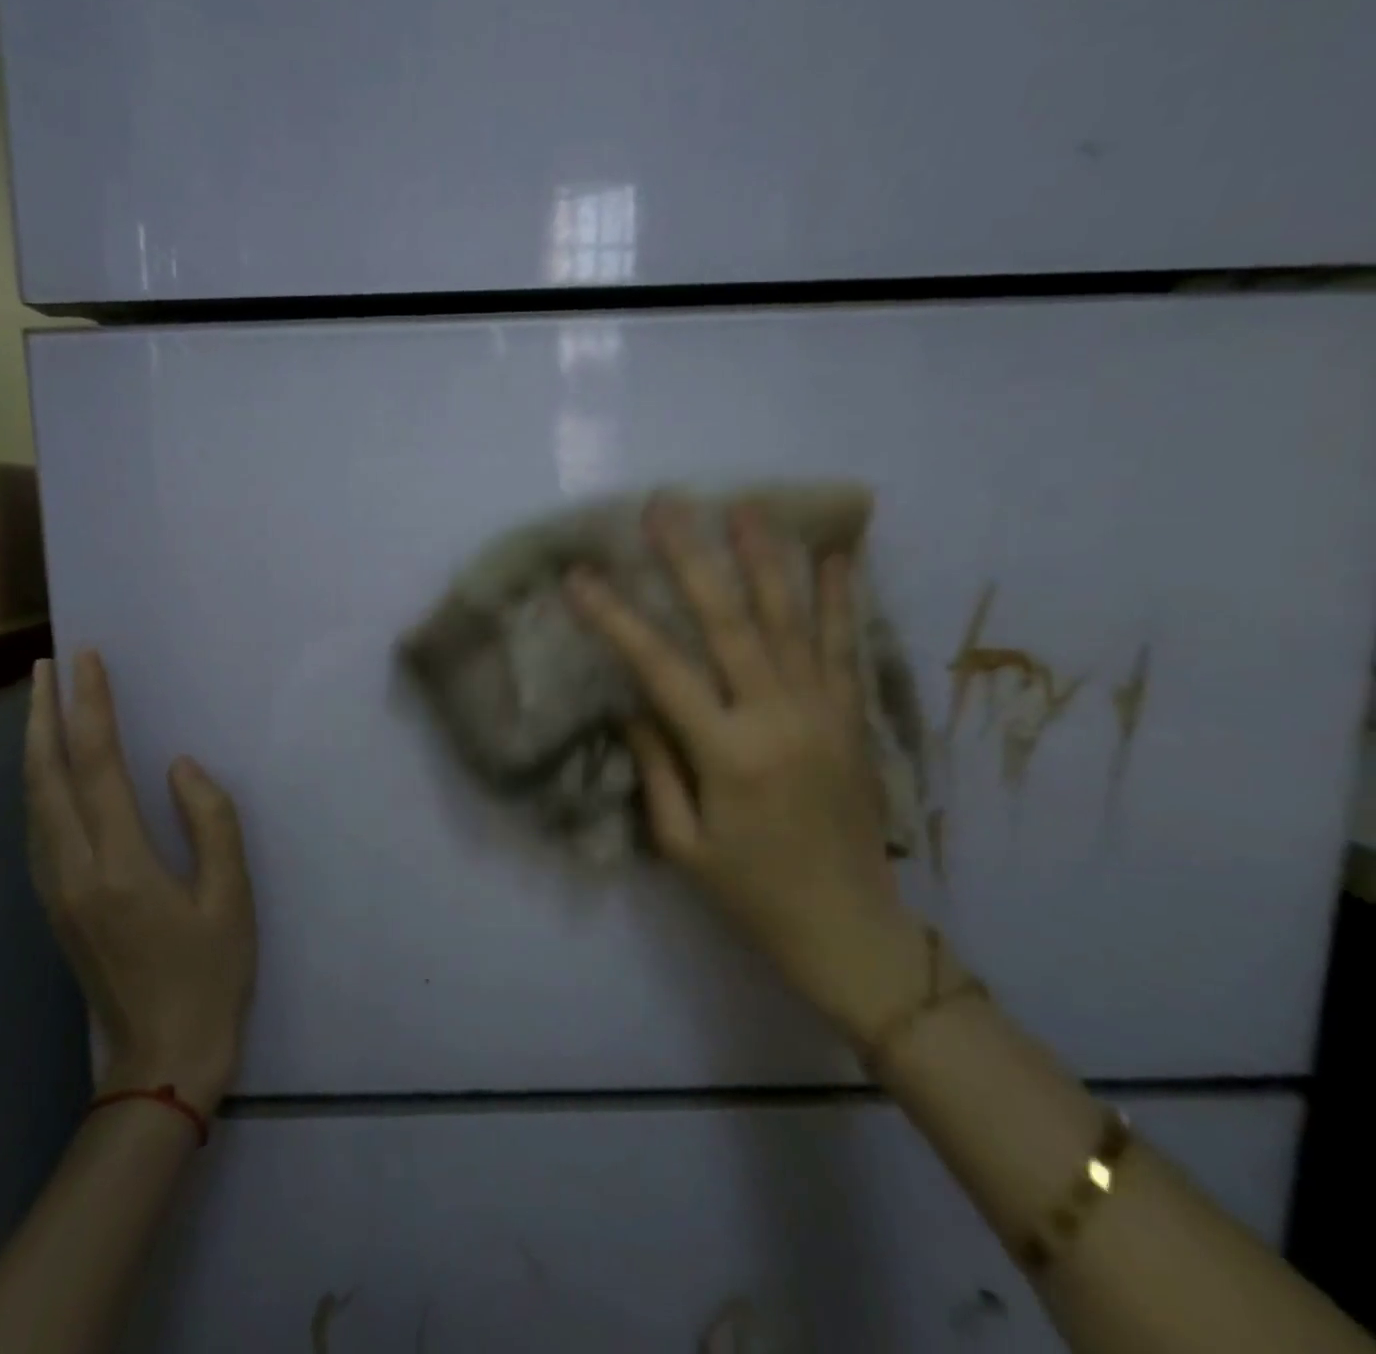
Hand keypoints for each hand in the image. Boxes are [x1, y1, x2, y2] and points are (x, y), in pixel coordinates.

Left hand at [25, 651, 256, 1112]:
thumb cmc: (210, 976)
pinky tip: (48, 773)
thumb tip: (179, 767)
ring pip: (33, 803)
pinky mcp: (55, 906)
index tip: (86, 660)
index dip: (92, 707)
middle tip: (46, 667)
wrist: (162, 1061)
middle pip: (46, 777)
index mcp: (120, 866)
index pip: (98, 765)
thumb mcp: (232, 897)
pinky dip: (38, 785)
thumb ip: (211, 822)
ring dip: (34, 746)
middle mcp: (73, 871)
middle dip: (43, 715)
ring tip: (41, 705)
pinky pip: (37, 829)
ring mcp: (55, 891)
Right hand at [564, 497, 924, 1037]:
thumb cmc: (750, 892)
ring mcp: (824, 712)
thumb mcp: (682, 842)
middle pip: (730, 622)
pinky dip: (839, 599)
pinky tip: (835, 556)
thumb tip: (633, 703)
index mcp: (727, 753)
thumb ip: (657, 765)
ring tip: (746, 507)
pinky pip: (844, 647)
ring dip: (767, 559)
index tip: (581, 577)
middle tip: (666, 506)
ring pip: (792, 620)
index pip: (660, 669)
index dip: (616, 618)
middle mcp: (778, 718)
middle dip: (692, 559)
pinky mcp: (853, 718)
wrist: (851, 928)